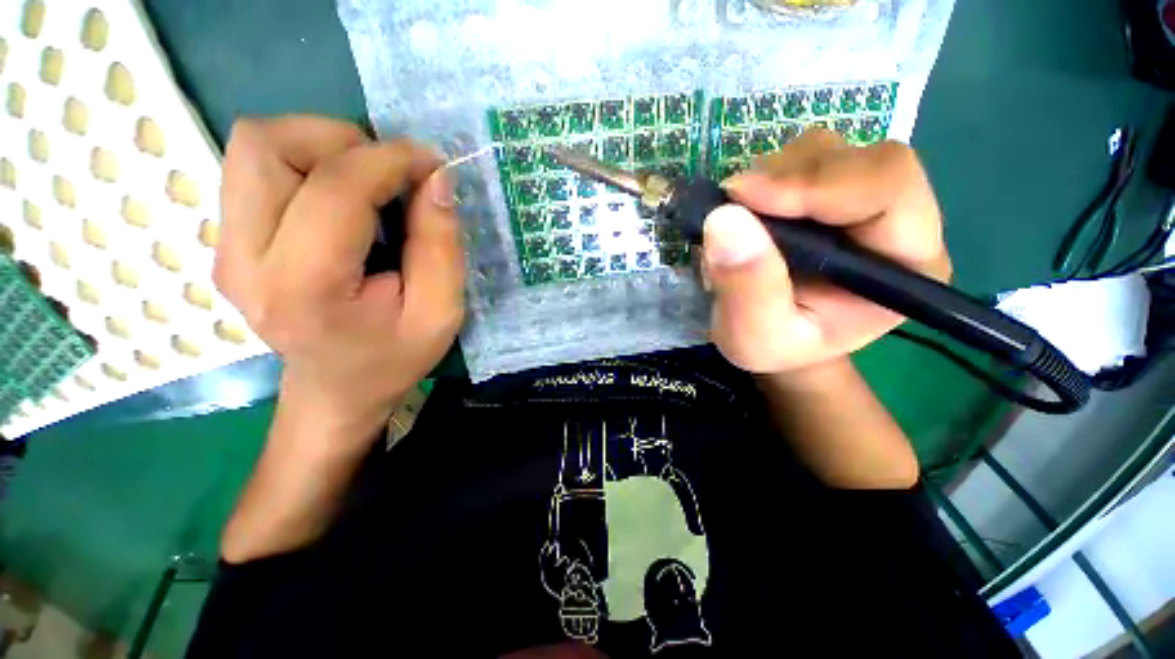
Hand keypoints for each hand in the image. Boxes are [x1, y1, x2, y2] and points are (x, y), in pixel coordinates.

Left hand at [215, 116, 464, 432]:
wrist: (336, 388)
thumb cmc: (394, 356)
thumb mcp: (441, 313)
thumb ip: (442, 246)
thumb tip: (437, 178)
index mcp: (304, 288)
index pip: (335, 188)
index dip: (391, 160)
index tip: (433, 165)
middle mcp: (244, 259)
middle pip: (266, 144)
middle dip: (342, 140)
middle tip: (390, 174)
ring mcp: (225, 246)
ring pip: (255, 145)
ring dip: (322, 146)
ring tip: (368, 182)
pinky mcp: (229, 238)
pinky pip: (258, 167)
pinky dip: (307, 162)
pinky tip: (343, 199)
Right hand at [702, 128, 950, 374]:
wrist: (775, 339)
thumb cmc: (775, 348)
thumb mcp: (756, 336)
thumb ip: (747, 287)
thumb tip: (724, 218)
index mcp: (907, 264)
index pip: (889, 190)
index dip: (820, 183)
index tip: (746, 197)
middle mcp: (897, 220)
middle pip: (860, 160)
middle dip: (789, 177)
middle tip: (732, 204)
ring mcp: (860, 198)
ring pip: (826, 152)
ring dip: (771, 175)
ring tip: (737, 217)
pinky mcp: (826, 191)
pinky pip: (798, 160)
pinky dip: (763, 177)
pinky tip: (745, 211)